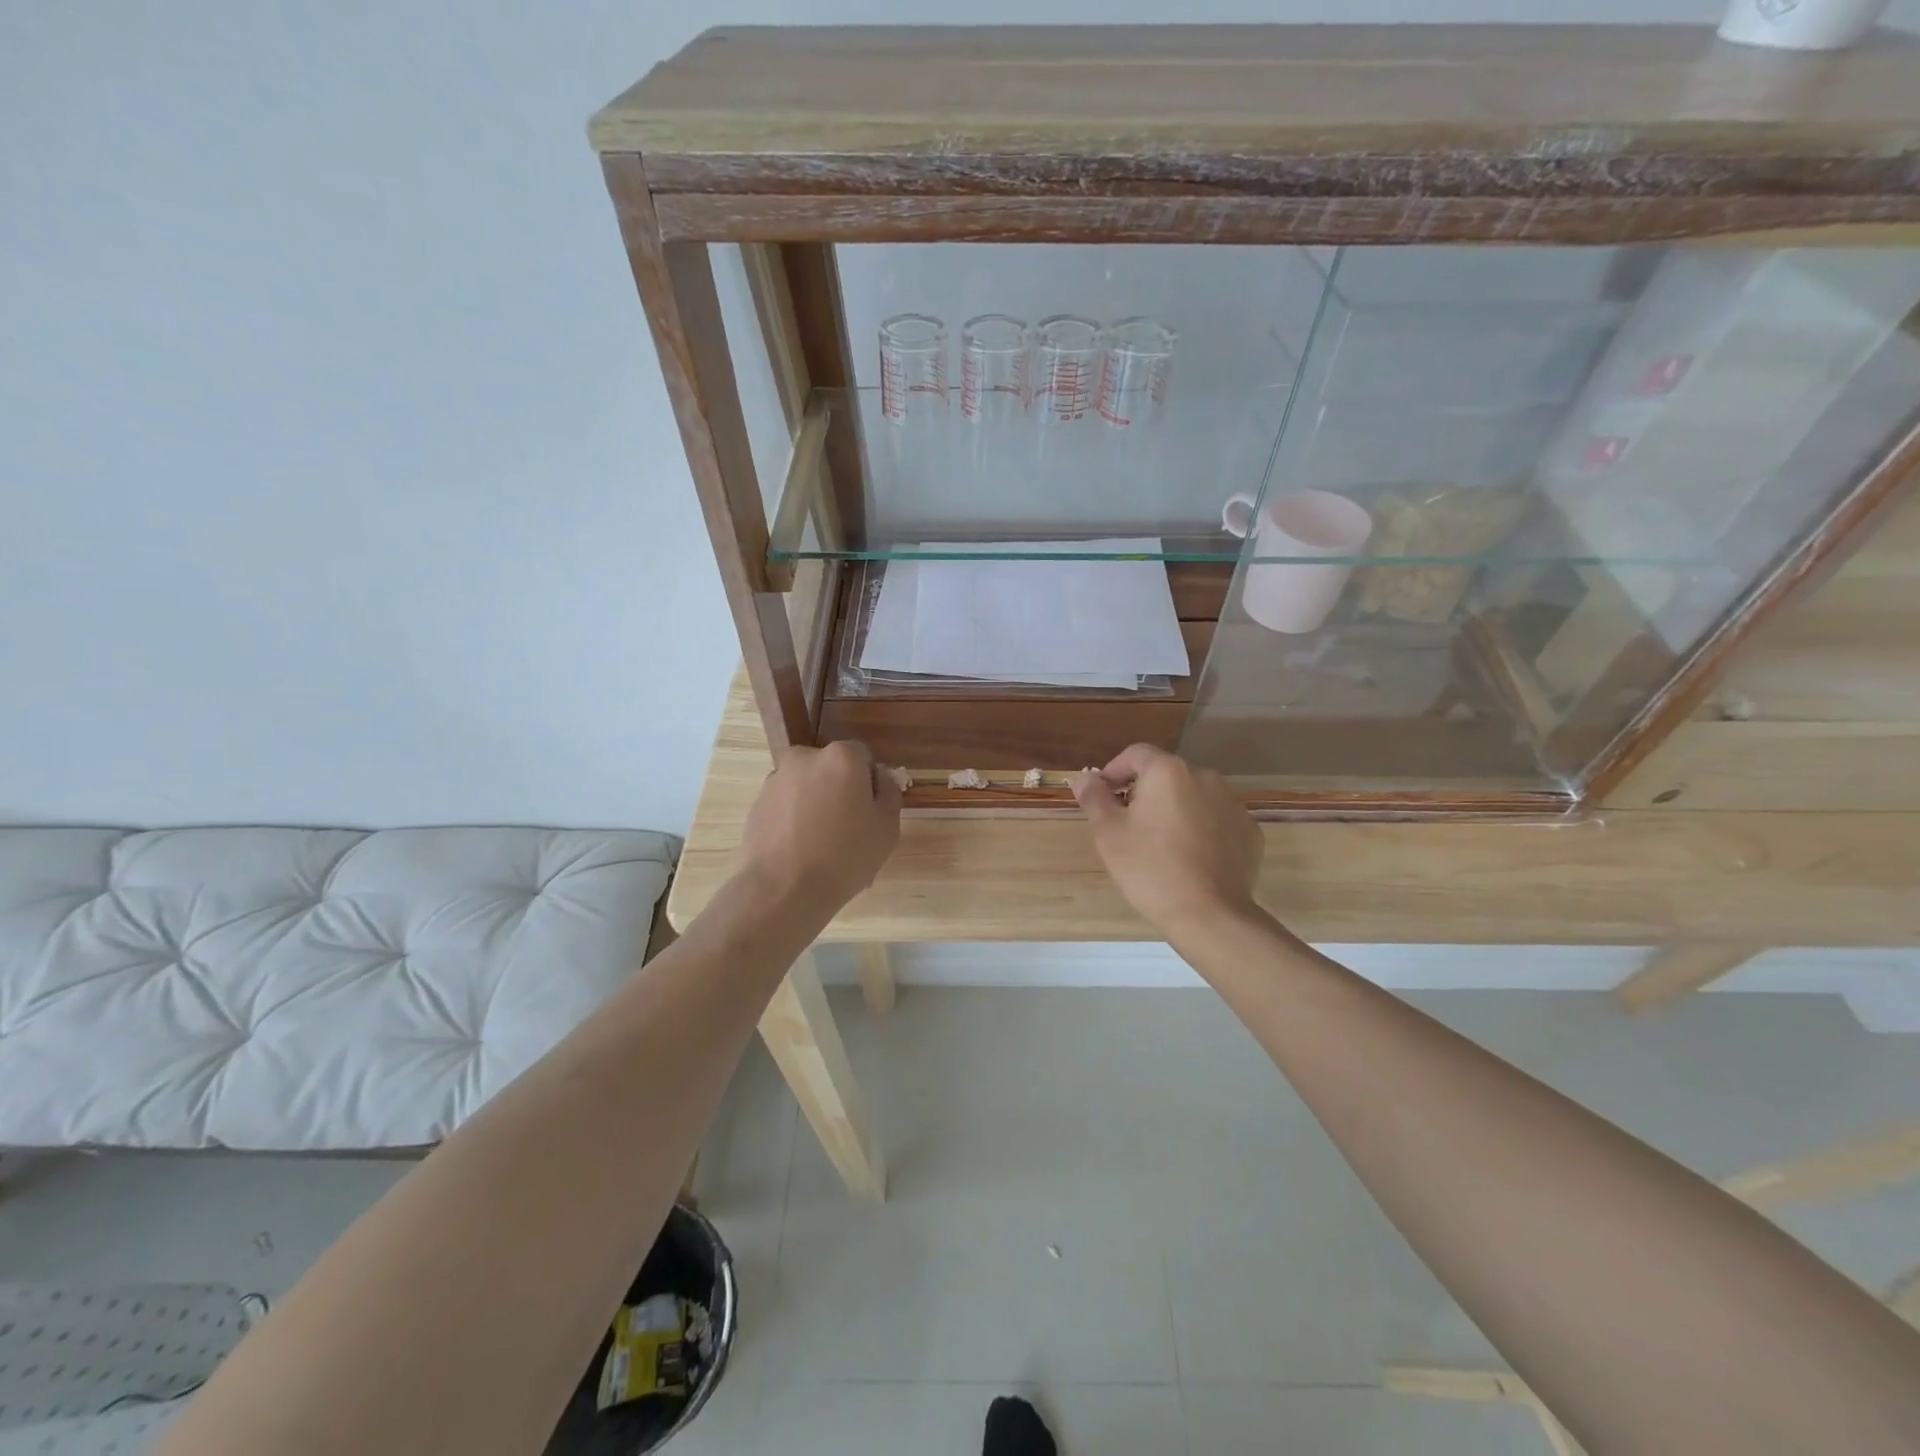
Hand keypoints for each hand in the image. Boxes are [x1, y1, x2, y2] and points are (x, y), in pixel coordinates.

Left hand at [739, 741, 901, 913]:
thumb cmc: (844, 856)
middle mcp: (805, 757)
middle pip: (832, 769)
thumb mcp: (887, 826)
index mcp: (841, 757)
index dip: (870, 784)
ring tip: (822, 849)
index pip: (863, 757)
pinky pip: (787, 805)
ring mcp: (776, 779)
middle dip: (840, 791)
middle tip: (848, 831)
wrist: (782, 890)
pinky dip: (796, 820)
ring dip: (817, 805)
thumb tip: (878, 776)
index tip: (870, 813)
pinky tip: (801, 852)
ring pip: (808, 787)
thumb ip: (888, 790)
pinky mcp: (757, 802)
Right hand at [1073, 745, 1262, 933]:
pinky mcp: (1249, 831)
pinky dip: (1201, 829)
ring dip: (1175, 810)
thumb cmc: (1150, 868)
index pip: (1135, 754)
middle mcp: (1205, 777)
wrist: (1209, 914)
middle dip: (1145, 792)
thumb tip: (1085, 778)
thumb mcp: (1109, 833)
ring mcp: (1232, 804)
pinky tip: (1191, 858)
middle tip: (1129, 826)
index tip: (1103, 796)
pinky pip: (1216, 820)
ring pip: (1193, 797)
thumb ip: (1094, 798)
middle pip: (1166, 775)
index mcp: (1168, 771)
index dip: (1115, 771)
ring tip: (1162, 844)